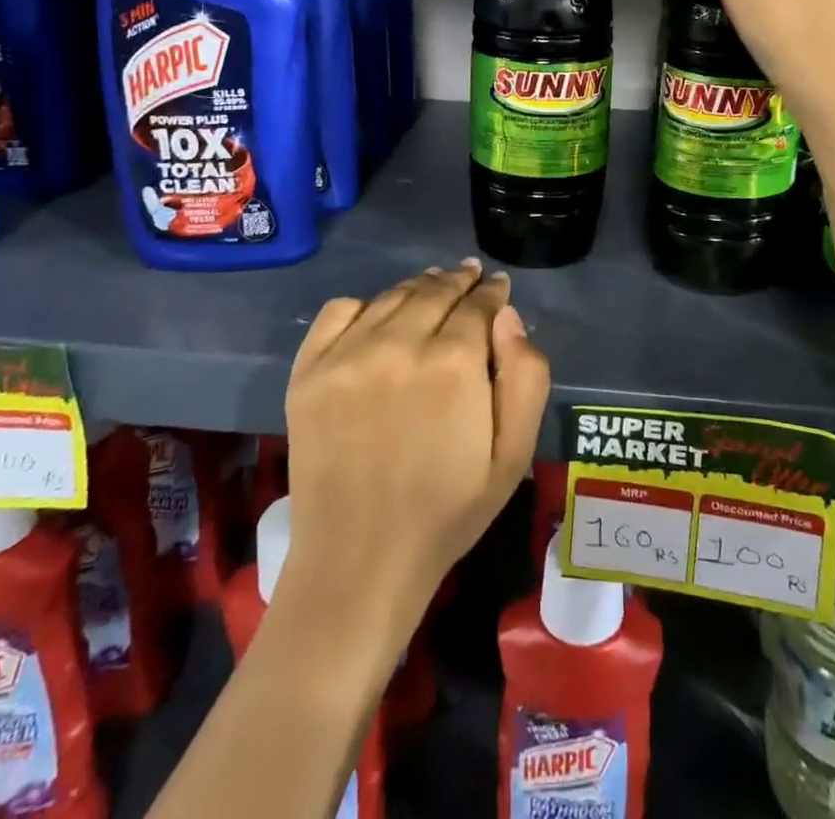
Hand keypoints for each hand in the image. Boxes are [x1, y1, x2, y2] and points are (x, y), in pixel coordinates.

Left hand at [279, 259, 550, 648]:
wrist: (359, 560)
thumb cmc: (447, 511)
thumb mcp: (513, 455)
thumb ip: (525, 377)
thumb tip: (508, 317)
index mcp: (454, 364)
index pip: (478, 304)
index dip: (492, 292)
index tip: (498, 285)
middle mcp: (399, 344)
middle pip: (436, 290)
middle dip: (460, 280)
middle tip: (471, 274)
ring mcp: (347, 354)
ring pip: (393, 296)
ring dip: (419, 286)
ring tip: (433, 284)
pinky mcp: (308, 370)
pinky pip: (340, 310)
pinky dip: (365, 304)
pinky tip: (378, 315)